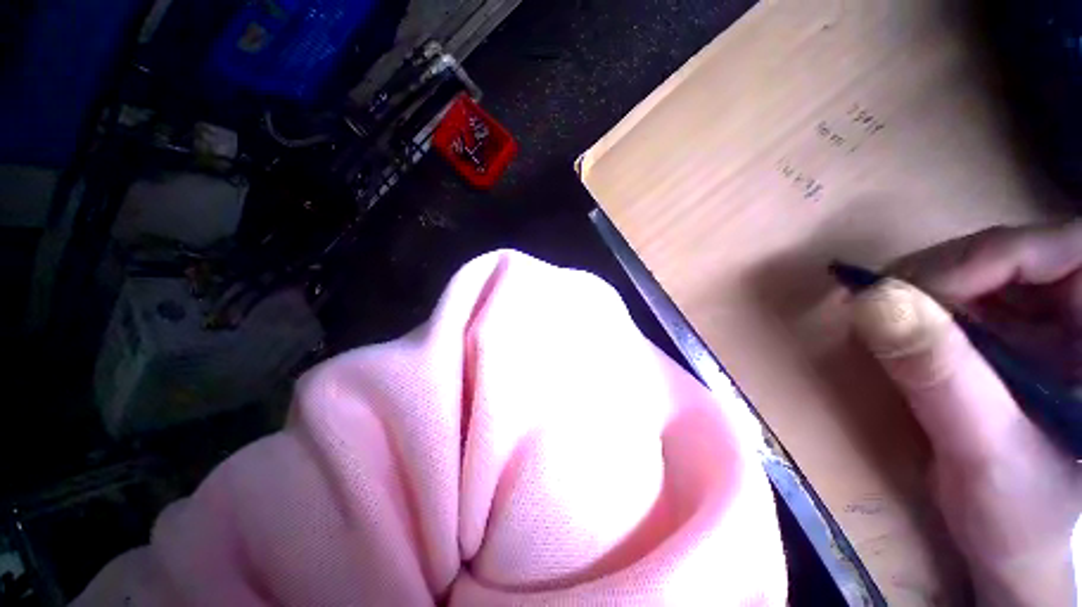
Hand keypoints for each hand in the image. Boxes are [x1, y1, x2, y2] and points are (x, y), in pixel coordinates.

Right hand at [850, 222, 1081, 605]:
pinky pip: (973, 303)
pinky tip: (904, 332)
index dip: (995, 254)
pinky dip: (930, 308)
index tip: (916, 290)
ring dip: (931, 289)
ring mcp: (1056, 331)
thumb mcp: (985, 452)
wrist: (1018, 555)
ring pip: (990, 274)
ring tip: (887, 319)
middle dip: (948, 272)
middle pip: (1019, 255)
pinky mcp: (1022, 345)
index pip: (1066, 249)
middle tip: (884, 304)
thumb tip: (873, 300)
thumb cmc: (1023, 520)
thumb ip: (940, 375)